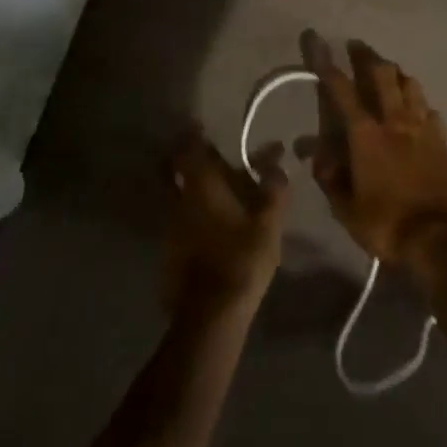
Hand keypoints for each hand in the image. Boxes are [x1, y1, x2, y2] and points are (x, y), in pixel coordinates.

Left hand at [160, 128, 288, 316]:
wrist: (209, 319)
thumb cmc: (240, 260)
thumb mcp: (268, 223)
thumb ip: (274, 190)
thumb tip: (277, 164)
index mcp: (202, 186)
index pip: (189, 149)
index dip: (193, 136)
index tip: (200, 128)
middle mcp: (180, 201)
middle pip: (174, 172)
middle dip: (185, 161)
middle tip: (205, 159)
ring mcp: (170, 230)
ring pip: (176, 198)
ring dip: (190, 190)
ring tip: (215, 196)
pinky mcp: (168, 256)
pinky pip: (178, 224)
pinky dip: (190, 217)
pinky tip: (209, 228)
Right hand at [305, 35, 446, 263]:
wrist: (437, 237)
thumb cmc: (385, 223)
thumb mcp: (346, 207)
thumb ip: (329, 176)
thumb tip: (314, 153)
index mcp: (366, 134)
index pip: (342, 89)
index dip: (327, 64)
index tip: (318, 42)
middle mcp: (394, 120)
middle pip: (382, 73)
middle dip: (367, 56)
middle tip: (357, 47)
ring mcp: (422, 126)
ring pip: (410, 83)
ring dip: (396, 73)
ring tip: (388, 72)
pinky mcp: (442, 138)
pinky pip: (429, 108)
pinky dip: (418, 102)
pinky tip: (416, 109)